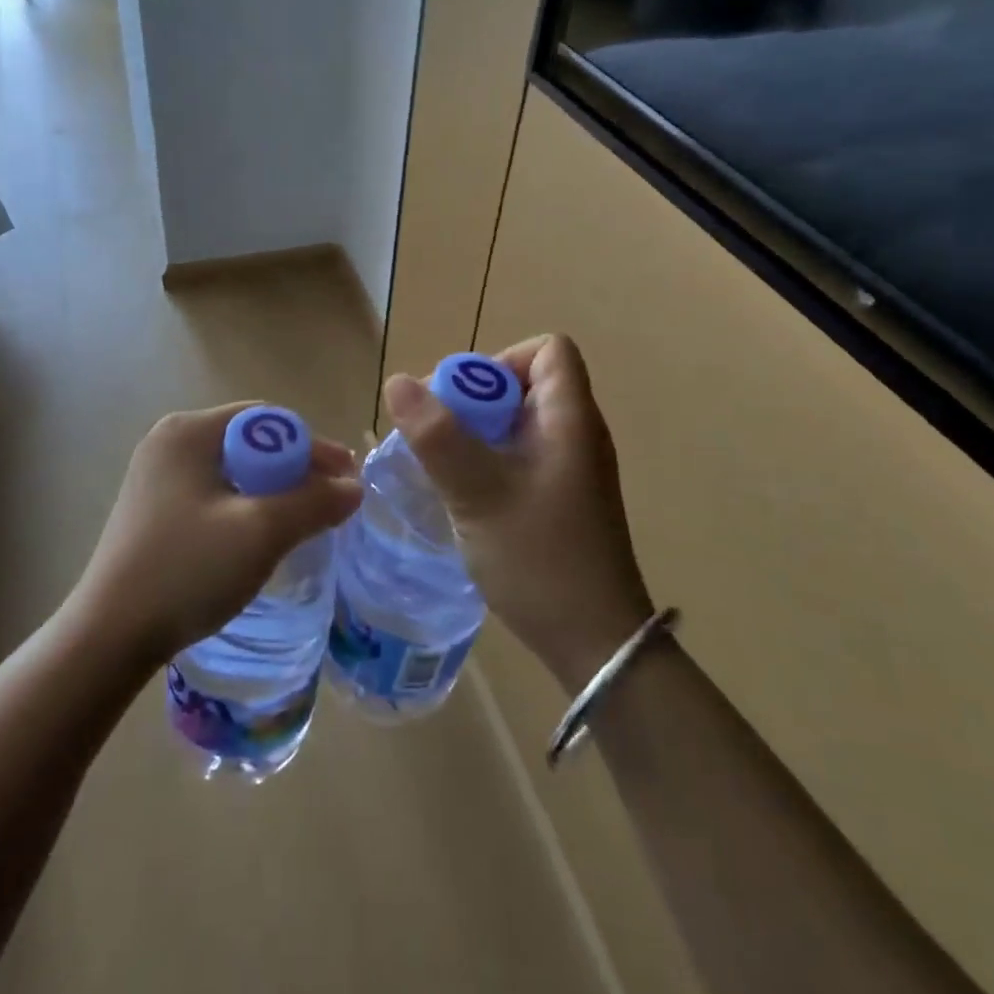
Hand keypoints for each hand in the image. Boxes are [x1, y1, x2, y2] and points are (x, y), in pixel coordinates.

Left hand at [70, 403, 362, 668]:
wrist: (109, 637)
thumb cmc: (186, 570)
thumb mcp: (261, 532)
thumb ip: (314, 502)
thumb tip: (354, 488)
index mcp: (189, 431)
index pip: (268, 420)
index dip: (313, 447)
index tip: (346, 480)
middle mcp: (170, 442)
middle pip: (252, 442)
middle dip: (296, 470)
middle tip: (331, 502)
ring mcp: (157, 476)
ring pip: (235, 471)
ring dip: (274, 491)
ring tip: (303, 521)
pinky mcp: (154, 508)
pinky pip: (215, 493)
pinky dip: (247, 507)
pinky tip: (260, 536)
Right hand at [383, 335, 654, 691]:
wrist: (595, 643)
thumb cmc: (539, 559)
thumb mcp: (478, 493)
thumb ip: (437, 436)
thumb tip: (398, 381)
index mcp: (570, 419)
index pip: (549, 350)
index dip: (503, 360)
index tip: (465, 400)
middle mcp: (576, 434)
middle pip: (527, 384)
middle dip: (476, 401)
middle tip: (440, 439)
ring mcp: (571, 469)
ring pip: (519, 424)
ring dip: (477, 435)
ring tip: (444, 469)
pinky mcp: (562, 499)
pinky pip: (521, 457)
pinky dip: (490, 462)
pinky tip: (465, 497)